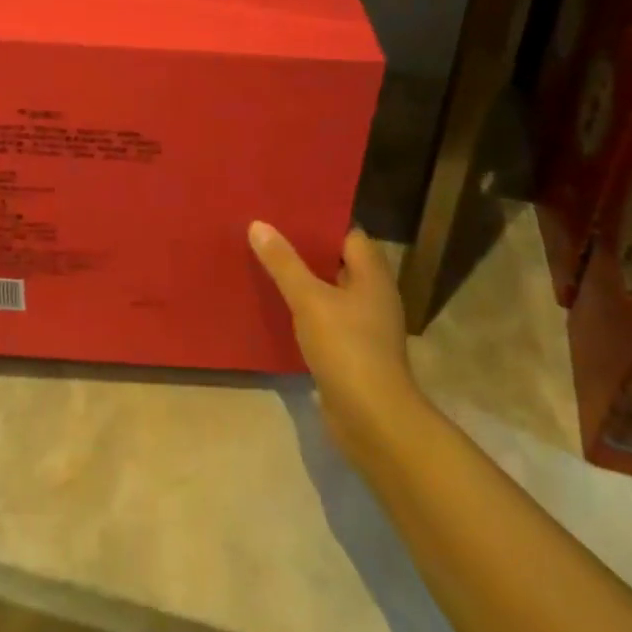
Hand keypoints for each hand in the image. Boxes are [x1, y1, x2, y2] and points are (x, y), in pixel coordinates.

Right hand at [249, 222, 422, 463]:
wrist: (373, 420)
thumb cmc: (347, 348)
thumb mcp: (309, 300)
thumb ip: (284, 262)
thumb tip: (259, 224)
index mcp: (372, 276)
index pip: (349, 234)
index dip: (320, 222)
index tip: (287, 212)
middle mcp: (373, 296)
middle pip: (338, 262)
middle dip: (306, 251)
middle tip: (267, 234)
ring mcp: (364, 327)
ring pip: (330, 293)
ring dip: (303, 283)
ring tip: (265, 266)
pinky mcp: (352, 354)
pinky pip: (325, 321)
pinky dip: (305, 313)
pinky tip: (277, 309)